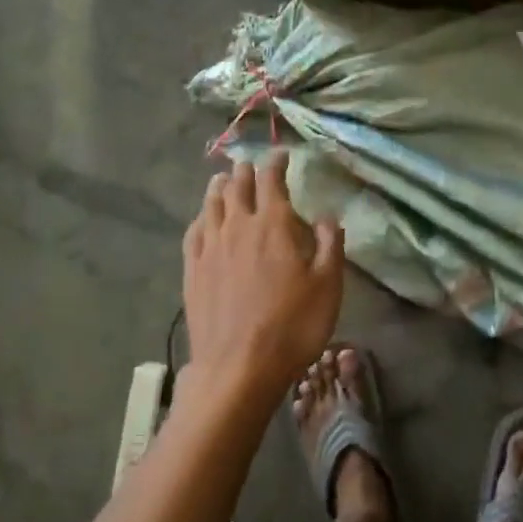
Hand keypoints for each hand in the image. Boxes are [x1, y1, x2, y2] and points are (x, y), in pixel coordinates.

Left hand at [183, 154, 343, 407]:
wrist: (238, 367)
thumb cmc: (292, 326)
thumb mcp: (328, 286)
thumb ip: (330, 245)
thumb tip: (328, 215)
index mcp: (273, 224)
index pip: (272, 180)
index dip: (276, 162)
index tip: (282, 155)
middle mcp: (238, 226)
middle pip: (237, 186)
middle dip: (246, 171)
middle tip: (251, 165)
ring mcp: (210, 247)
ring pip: (212, 204)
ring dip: (220, 187)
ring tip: (223, 179)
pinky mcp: (192, 269)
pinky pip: (194, 231)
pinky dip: (201, 216)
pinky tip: (203, 218)